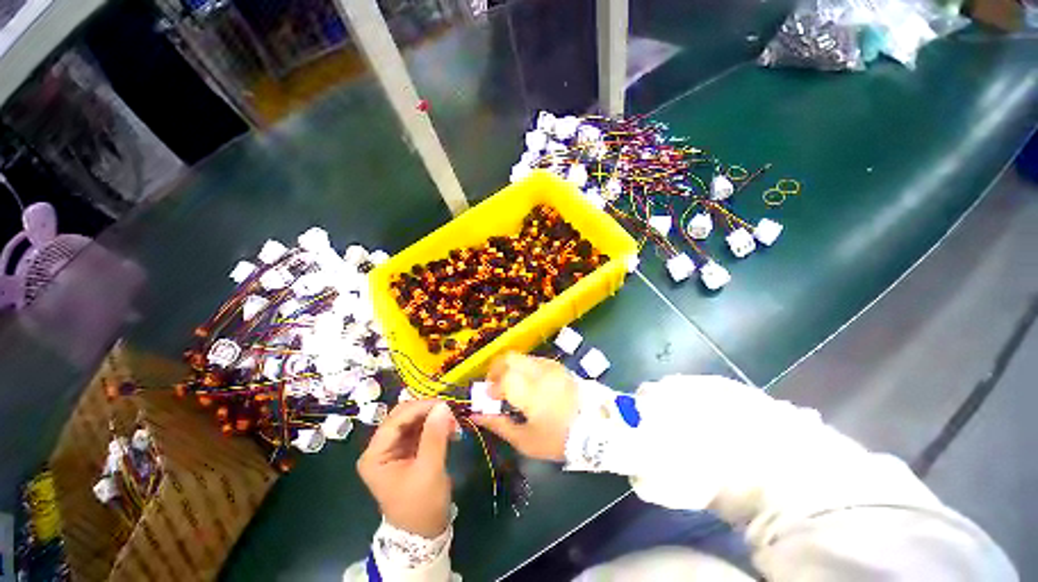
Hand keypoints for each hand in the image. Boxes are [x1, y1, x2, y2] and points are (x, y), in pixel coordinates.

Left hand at [357, 400, 456, 537]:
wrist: (424, 532)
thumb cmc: (422, 505)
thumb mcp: (429, 470)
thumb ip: (434, 436)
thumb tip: (443, 406)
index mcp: (376, 455)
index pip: (395, 420)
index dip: (419, 408)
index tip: (444, 404)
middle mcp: (381, 448)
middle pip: (403, 416)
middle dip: (427, 412)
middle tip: (450, 414)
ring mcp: (394, 448)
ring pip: (414, 420)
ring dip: (434, 418)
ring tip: (453, 423)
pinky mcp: (407, 449)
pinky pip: (421, 428)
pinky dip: (435, 426)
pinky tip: (450, 429)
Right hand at [472, 353, 578, 461]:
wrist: (597, 428)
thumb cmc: (559, 439)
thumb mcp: (526, 440)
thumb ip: (498, 425)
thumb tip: (476, 416)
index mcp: (531, 391)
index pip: (502, 377)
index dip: (491, 386)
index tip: (490, 398)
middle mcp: (539, 372)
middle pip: (509, 358)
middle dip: (496, 369)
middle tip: (495, 387)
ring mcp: (550, 366)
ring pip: (521, 357)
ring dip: (510, 367)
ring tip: (511, 386)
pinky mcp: (558, 366)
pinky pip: (533, 360)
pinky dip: (523, 367)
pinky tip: (527, 384)